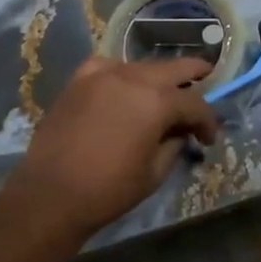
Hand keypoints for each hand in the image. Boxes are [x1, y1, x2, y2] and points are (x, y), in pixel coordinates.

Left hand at [7, 57, 219, 237]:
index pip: (195, 103)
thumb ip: (174, 145)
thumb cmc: (109, 189)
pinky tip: (123, 87)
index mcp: (156, 102)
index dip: (208, 121)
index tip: (209, 138)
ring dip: (158, 78)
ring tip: (163, 95)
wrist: (51, 195)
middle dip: (194, 76)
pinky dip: (122, 74)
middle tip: (206, 81)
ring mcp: (102, 75)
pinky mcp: (78, 81)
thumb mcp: (154, 173)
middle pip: (173, 68)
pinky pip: (108, 67)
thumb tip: (180, 133)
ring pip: (141, 66)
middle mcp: (132, 78)